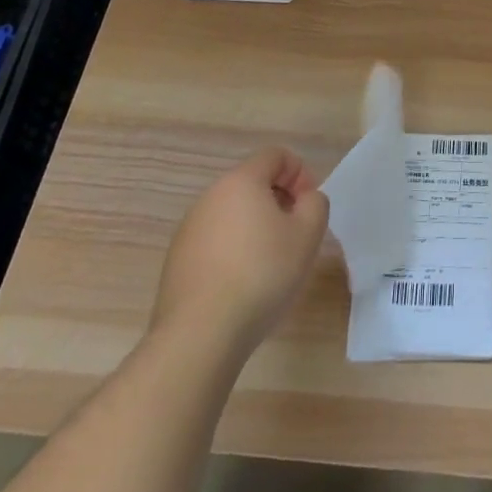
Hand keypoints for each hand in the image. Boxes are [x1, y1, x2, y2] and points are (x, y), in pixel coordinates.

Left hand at [149, 147, 329, 357]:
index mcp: (241, 181)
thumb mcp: (308, 234)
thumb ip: (316, 204)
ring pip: (232, 214)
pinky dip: (233, 252)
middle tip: (294, 235)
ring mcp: (188, 230)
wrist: (199, 336)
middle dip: (278, 201)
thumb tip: (304, 199)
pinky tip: (242, 285)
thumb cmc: (261, 274)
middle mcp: (210, 197)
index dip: (299, 173)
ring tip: (270, 264)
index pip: (275, 156)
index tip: (308, 207)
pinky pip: (214, 242)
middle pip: (252, 184)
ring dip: (255, 228)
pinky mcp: (176, 262)